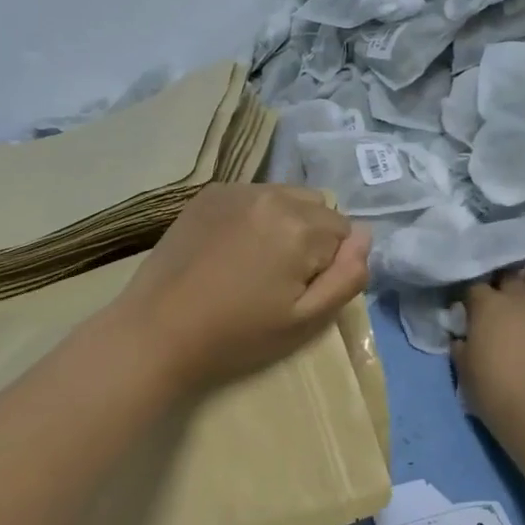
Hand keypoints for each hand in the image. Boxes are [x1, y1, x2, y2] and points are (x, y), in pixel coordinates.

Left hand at [109, 184, 370, 395]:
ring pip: (287, 198)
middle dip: (312, 238)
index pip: (345, 233)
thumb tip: (366, 238)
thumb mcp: (306, 320)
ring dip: (286, 223)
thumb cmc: (237, 335)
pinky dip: (255, 216)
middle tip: (279, 278)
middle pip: (319, 209)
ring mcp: (236, 189)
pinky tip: (231, 248)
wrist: (158, 330)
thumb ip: (347, 277)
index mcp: (300, 225)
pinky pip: (254, 196)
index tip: (298, 290)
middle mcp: (272, 194)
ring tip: (255, 262)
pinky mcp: (208, 194)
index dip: (328, 265)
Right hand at [454, 265, 524, 439]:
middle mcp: (521, 298)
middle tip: (506, 296)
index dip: (472, 296)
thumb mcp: (463, 368)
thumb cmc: (492, 389)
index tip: (471, 308)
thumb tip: (463, 337)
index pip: (475, 286)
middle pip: (513, 274)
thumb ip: (462, 345)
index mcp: (488, 305)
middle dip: (508, 280)